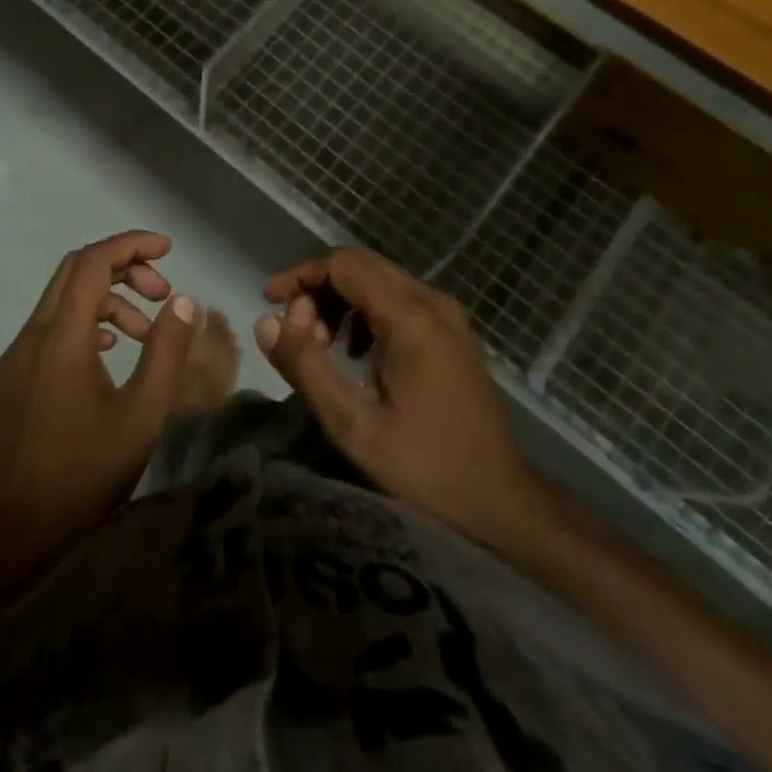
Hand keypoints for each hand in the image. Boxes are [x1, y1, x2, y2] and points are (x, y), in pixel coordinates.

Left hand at [0, 231, 200, 587]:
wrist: (19, 540)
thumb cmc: (88, 476)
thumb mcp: (143, 415)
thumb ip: (166, 351)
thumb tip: (182, 301)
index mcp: (61, 339)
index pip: (93, 262)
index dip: (131, 245)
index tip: (168, 249)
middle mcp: (30, 337)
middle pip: (74, 272)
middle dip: (122, 268)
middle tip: (162, 292)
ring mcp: (13, 359)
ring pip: (61, 302)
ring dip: (105, 301)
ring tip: (145, 335)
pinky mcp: (8, 381)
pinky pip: (47, 330)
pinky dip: (82, 325)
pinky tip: (109, 355)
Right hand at [258, 248, 554, 562]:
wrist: (503, 506)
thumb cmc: (426, 469)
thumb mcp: (353, 425)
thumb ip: (305, 367)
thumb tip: (267, 322)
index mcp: (411, 318)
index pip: (344, 265)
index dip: (301, 276)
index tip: (270, 302)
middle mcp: (433, 303)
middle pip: (361, 267)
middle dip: (318, 289)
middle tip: (292, 331)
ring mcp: (448, 316)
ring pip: (379, 282)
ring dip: (340, 301)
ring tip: (319, 346)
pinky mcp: (452, 333)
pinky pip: (398, 301)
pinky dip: (365, 313)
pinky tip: (355, 354)